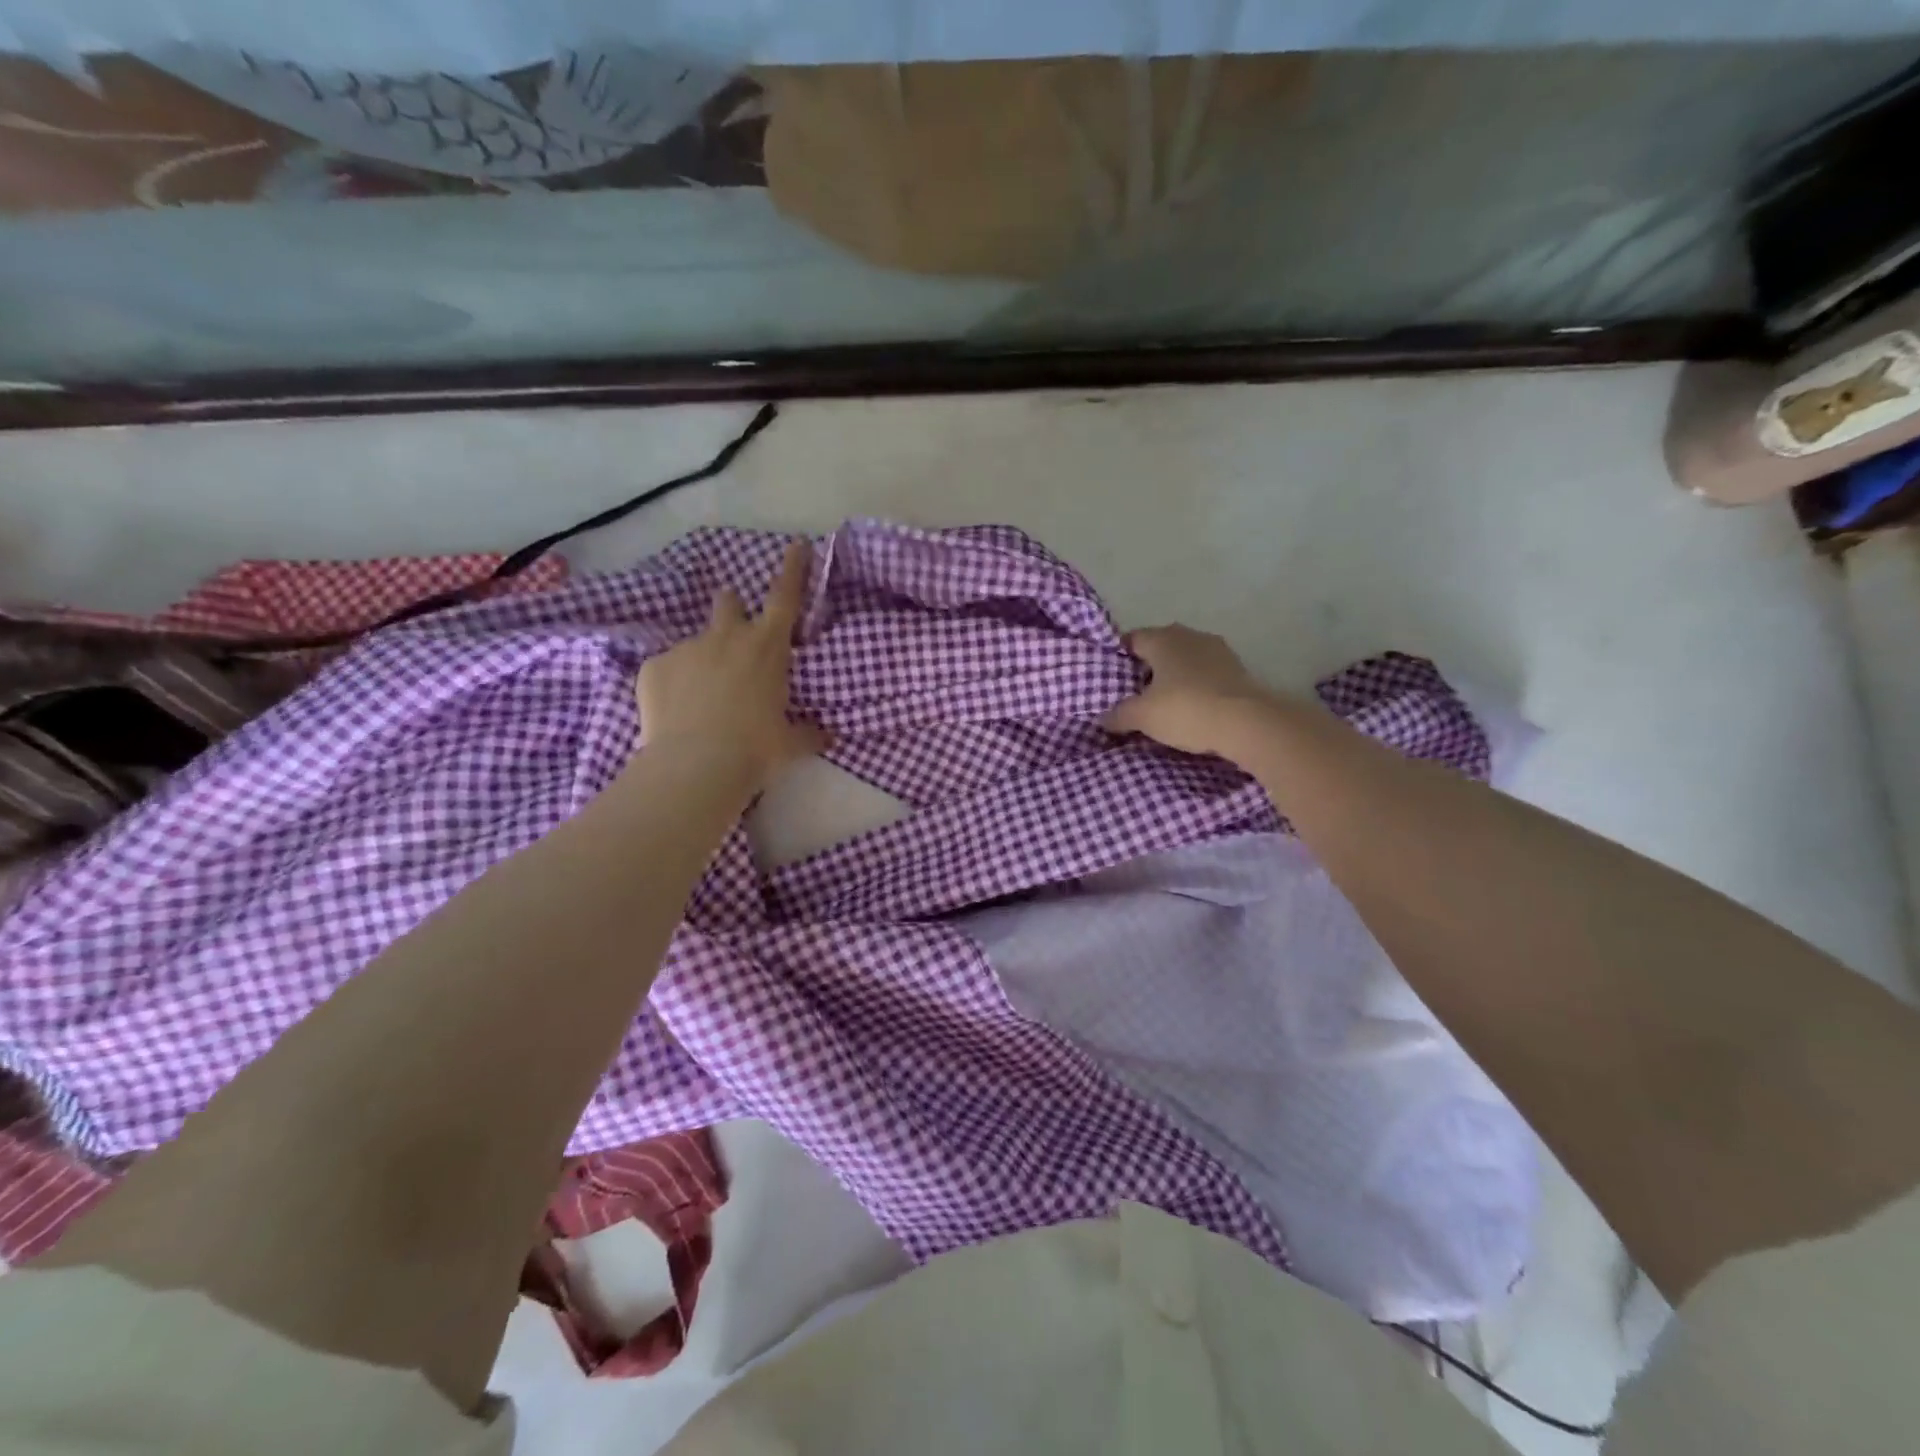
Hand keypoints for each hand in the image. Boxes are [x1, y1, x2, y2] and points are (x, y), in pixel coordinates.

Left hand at [635, 539, 828, 789]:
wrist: (697, 765)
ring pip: (697, 644)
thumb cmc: (756, 749)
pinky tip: (675, 713)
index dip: (794, 568)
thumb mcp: (790, 743)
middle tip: (733, 633)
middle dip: (731, 608)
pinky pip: (667, 670)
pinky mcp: (654, 666)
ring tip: (700, 700)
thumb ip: (809, 733)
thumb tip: (828, 737)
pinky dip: (673, 686)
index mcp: (768, 647)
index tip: (797, 544)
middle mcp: (727, 637)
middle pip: (728, 602)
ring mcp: (686, 648)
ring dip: (703, 661)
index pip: (786, 596)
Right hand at [1103, 624, 1275, 756]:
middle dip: (1148, 666)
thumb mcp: (1142, 716)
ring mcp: (1218, 649)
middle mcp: (1190, 635)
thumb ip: (1118, 715)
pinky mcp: (1238, 668)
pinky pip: (1206, 673)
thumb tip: (1102, 718)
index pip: (1132, 638)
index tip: (1112, 678)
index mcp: (1163, 638)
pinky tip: (1191, 706)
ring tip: (1163, 701)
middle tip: (1135, 692)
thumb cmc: (1185, 709)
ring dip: (1175, 675)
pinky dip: (1196, 685)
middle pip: (1160, 646)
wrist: (1247, 723)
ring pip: (1186, 659)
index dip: (1119, 657)